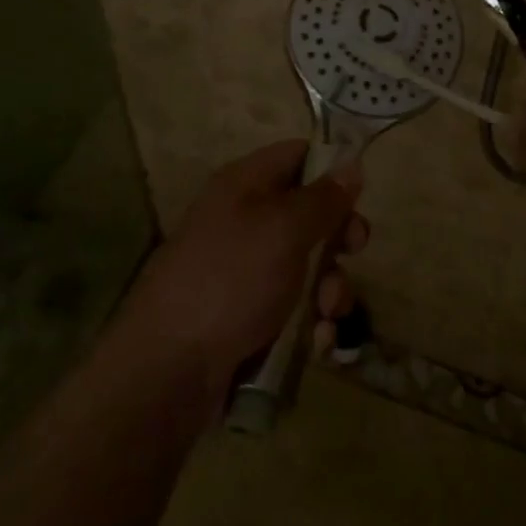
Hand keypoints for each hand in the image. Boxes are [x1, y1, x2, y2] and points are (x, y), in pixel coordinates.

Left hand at [117, 141, 367, 403]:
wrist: (168, 370)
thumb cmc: (231, 280)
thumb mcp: (284, 230)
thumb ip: (323, 198)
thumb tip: (350, 164)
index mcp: (245, 184)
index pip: (297, 155)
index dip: (330, 170)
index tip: (358, 197)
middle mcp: (244, 220)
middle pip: (308, 214)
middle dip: (338, 238)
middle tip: (353, 253)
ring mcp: (244, 271)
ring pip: (307, 267)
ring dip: (329, 289)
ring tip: (327, 314)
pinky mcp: (247, 316)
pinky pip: (293, 309)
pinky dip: (311, 323)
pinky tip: (318, 344)